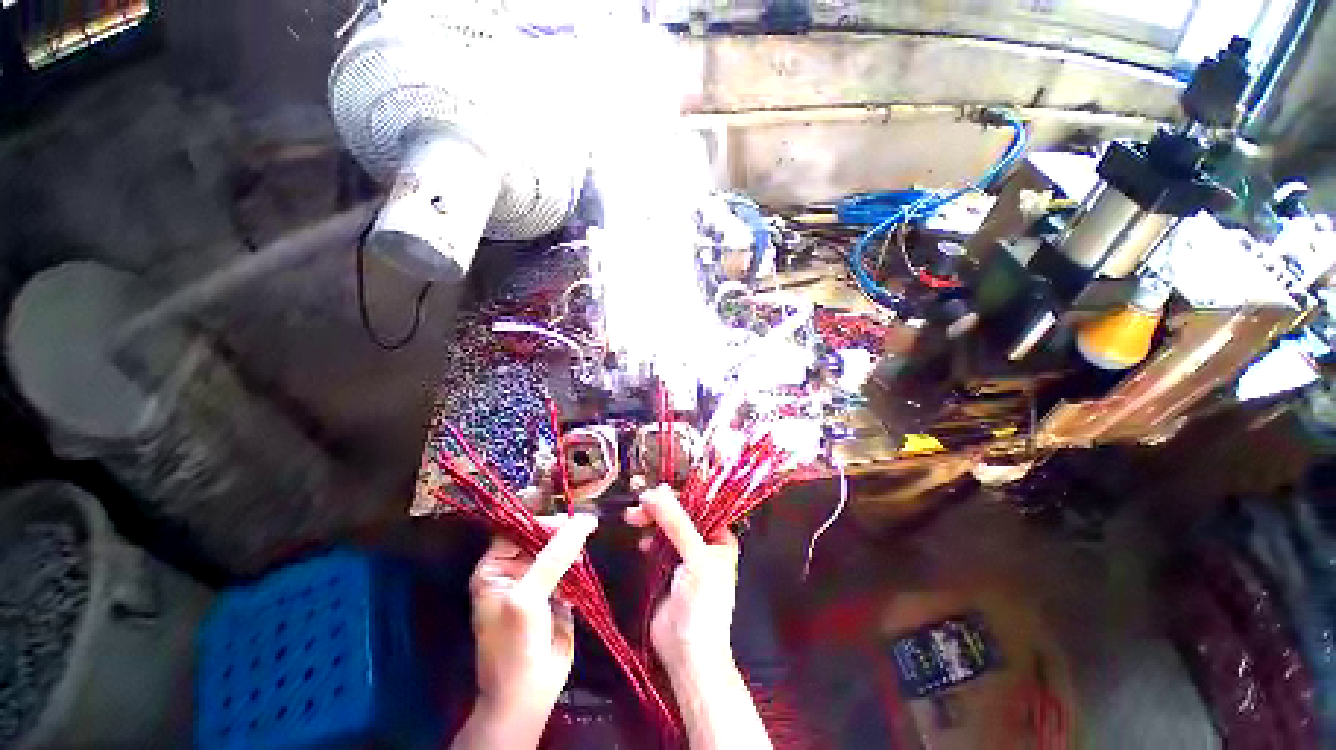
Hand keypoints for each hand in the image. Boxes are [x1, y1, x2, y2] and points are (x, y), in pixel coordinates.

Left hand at [457, 514, 596, 747]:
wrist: (528, 694)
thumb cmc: (515, 644)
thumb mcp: (528, 596)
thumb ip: (555, 556)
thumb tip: (585, 519)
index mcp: (494, 567)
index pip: (518, 529)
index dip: (541, 521)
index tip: (569, 518)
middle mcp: (515, 569)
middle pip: (541, 537)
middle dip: (561, 533)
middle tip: (585, 529)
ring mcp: (537, 581)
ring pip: (558, 551)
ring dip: (572, 549)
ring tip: (582, 556)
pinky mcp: (557, 592)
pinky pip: (570, 568)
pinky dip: (578, 567)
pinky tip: (582, 573)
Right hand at [626, 486, 739, 675]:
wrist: (688, 655)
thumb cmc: (703, 606)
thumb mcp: (694, 558)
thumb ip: (676, 523)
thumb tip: (655, 492)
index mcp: (719, 537)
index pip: (698, 505)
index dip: (676, 496)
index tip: (653, 492)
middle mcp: (704, 543)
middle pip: (679, 514)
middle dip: (658, 508)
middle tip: (637, 506)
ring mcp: (685, 556)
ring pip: (665, 527)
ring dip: (649, 520)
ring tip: (633, 519)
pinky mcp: (668, 569)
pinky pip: (657, 544)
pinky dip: (648, 539)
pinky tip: (642, 543)